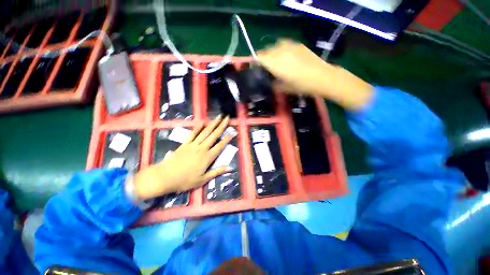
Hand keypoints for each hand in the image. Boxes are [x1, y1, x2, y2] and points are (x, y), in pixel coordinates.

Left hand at [132, 115, 234, 199]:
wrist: (165, 177)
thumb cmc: (185, 180)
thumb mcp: (203, 180)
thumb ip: (217, 172)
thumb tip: (230, 168)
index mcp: (207, 157)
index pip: (220, 145)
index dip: (228, 138)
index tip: (233, 132)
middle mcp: (202, 148)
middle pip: (214, 135)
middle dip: (221, 126)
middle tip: (227, 118)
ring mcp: (193, 145)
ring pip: (205, 132)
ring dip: (212, 124)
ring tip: (218, 117)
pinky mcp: (185, 144)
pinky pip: (193, 133)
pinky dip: (198, 127)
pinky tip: (202, 122)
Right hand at [257, 40, 373, 110]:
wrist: (322, 77)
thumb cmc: (301, 85)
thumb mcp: (284, 88)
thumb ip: (273, 83)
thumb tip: (269, 81)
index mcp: (275, 63)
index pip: (259, 57)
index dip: (255, 62)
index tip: (257, 70)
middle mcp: (280, 51)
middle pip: (266, 51)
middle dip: (264, 59)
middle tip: (267, 69)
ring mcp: (290, 46)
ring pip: (275, 46)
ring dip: (272, 54)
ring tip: (277, 63)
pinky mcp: (298, 45)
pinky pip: (284, 45)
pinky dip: (281, 50)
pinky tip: (287, 58)